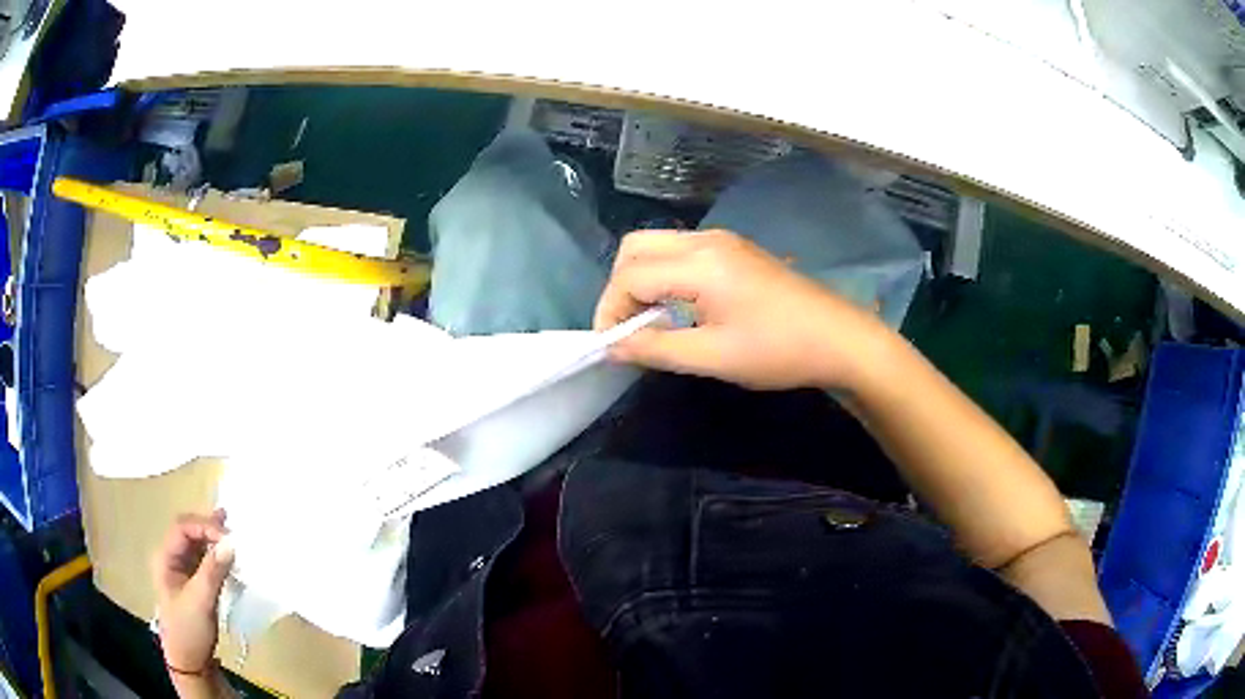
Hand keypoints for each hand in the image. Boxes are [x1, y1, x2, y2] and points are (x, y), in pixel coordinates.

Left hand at [151, 510, 233, 673]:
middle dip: (209, 528)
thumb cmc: (189, 630)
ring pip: (197, 544)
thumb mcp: (201, 601)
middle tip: (233, 529)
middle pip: (189, 531)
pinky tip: (228, 552)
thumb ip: (213, 570)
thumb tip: (231, 543)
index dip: (204, 527)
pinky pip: (205, 560)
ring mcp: (182, 570)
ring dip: (214, 539)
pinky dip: (217, 554)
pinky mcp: (194, 582)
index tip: (229, 539)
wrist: (191, 663)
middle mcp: (171, 558)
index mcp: (165, 558)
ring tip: (233, 532)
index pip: (182, 528)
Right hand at [595, 230, 889, 390]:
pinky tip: (680, 309)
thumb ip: (656, 349)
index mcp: (699, 263)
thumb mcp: (713, 357)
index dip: (610, 311)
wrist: (840, 339)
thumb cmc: (779, 351)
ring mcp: (723, 241)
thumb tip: (612, 346)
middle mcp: (706, 240)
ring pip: (658, 247)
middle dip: (620, 288)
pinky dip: (665, 276)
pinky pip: (682, 253)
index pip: (630, 276)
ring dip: (642, 280)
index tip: (611, 347)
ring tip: (649, 323)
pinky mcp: (736, 250)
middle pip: (636, 248)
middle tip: (626, 329)